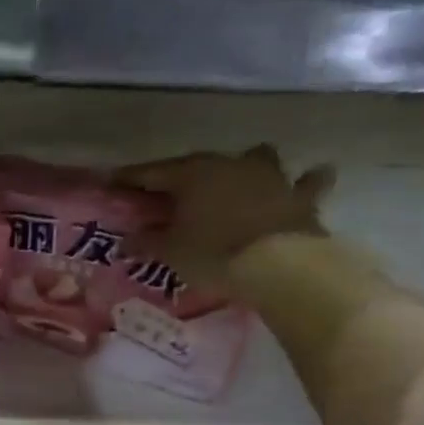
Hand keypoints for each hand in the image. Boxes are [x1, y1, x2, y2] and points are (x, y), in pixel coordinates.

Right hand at [116, 145, 332, 282]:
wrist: (281, 265)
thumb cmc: (214, 253)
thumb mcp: (171, 252)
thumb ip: (146, 243)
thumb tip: (124, 242)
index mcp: (193, 173)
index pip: (152, 172)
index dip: (130, 178)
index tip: (113, 182)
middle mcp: (230, 164)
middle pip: (199, 164)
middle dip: (182, 176)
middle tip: (168, 192)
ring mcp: (270, 176)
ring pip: (257, 158)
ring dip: (247, 166)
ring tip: (240, 177)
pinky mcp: (300, 196)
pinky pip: (306, 183)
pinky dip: (306, 182)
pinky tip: (310, 178)